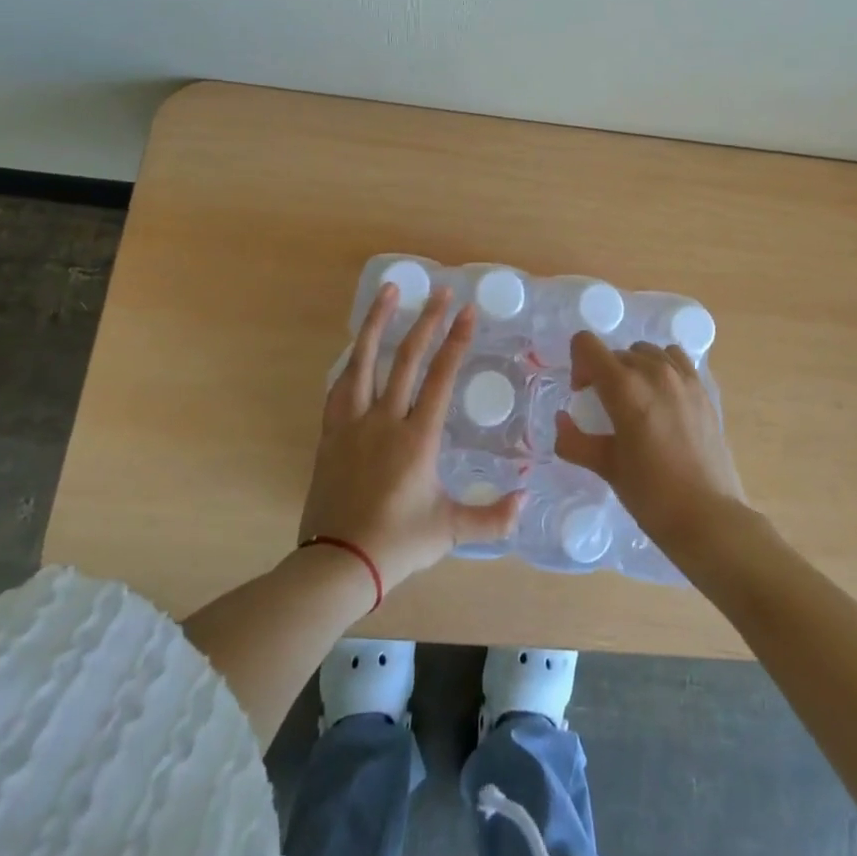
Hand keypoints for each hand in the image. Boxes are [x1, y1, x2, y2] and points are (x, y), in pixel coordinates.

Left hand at [299, 283, 525, 591]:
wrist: (336, 564)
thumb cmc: (397, 544)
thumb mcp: (449, 531)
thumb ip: (492, 517)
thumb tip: (526, 500)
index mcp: (416, 438)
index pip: (440, 377)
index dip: (456, 341)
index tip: (467, 311)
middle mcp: (384, 420)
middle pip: (406, 359)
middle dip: (426, 321)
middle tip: (440, 291)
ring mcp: (352, 424)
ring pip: (364, 361)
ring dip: (377, 323)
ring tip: (389, 291)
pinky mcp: (330, 434)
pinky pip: (340, 387)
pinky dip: (351, 361)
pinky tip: (355, 348)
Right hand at [555, 332, 746, 553]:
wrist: (707, 517)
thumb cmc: (651, 494)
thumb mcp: (606, 467)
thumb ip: (574, 441)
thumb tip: (561, 421)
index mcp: (624, 387)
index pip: (587, 344)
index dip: (577, 364)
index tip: (582, 393)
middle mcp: (653, 371)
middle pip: (615, 353)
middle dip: (602, 373)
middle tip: (604, 408)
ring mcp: (682, 377)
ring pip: (645, 352)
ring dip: (632, 368)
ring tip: (636, 401)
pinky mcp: (702, 389)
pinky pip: (675, 359)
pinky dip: (661, 367)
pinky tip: (662, 397)